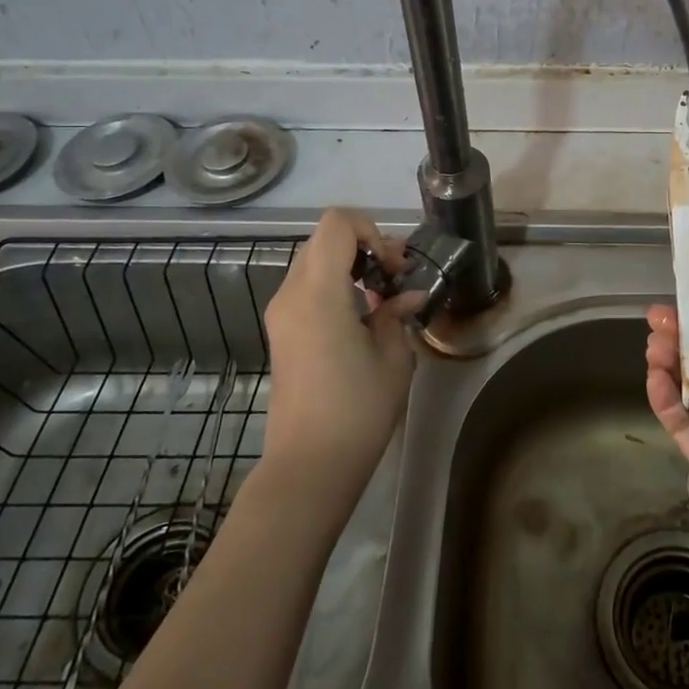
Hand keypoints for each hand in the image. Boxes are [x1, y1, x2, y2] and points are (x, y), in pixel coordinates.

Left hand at [262, 209, 422, 492]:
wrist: (309, 465)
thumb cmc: (357, 409)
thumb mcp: (393, 358)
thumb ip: (397, 315)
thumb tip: (407, 297)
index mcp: (318, 293)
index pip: (337, 224)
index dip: (371, 230)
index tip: (393, 266)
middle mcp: (291, 294)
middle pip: (325, 240)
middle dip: (365, 247)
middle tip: (396, 278)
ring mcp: (281, 314)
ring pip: (315, 262)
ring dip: (351, 267)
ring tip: (383, 300)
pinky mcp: (281, 333)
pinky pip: (308, 288)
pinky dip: (337, 287)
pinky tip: (363, 319)